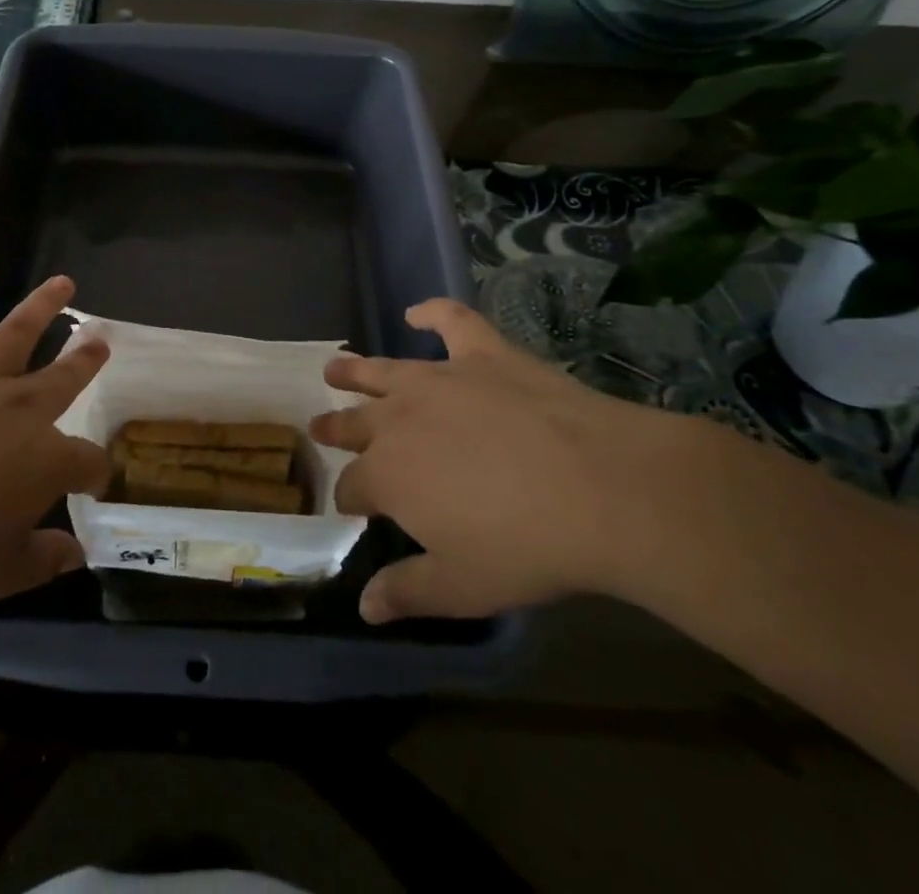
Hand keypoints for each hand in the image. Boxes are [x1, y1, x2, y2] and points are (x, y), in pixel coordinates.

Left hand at [0, 265, 110, 604]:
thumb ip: (41, 561)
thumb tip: (75, 554)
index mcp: (44, 461)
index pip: (86, 462)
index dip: (96, 473)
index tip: (96, 483)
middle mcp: (19, 411)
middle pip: (63, 379)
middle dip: (85, 362)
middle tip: (102, 343)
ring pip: (16, 335)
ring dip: (43, 307)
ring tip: (64, 283)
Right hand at [312, 298, 676, 623]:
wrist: (598, 488)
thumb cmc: (525, 547)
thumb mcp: (462, 586)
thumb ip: (406, 593)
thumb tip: (363, 606)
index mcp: (387, 474)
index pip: (352, 487)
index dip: (350, 499)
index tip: (354, 508)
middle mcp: (398, 419)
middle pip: (354, 423)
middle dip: (335, 428)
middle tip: (320, 427)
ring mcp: (438, 380)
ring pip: (381, 371)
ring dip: (354, 371)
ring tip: (334, 368)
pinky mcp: (481, 354)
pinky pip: (450, 320)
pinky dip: (432, 312)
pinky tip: (417, 312)